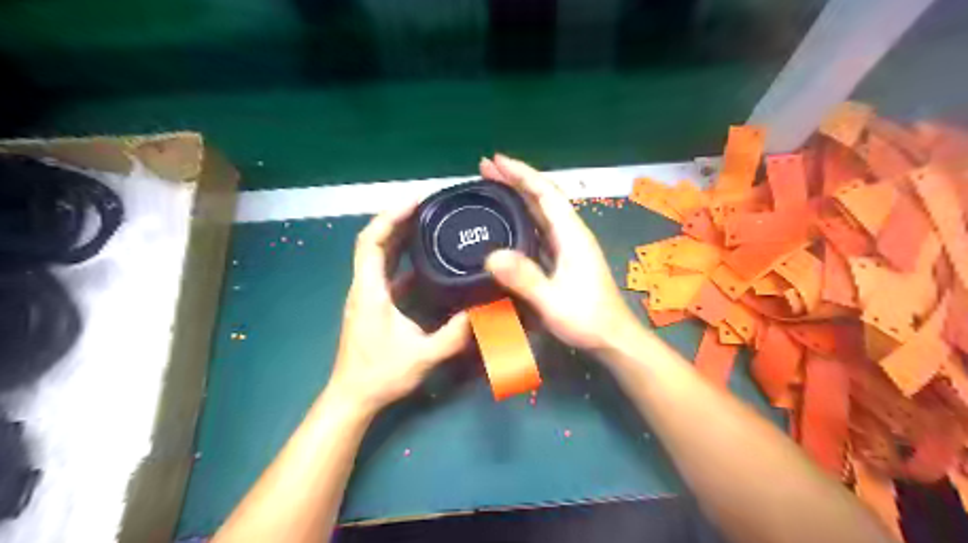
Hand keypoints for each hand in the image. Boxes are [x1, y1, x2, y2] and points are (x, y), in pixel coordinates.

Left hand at [329, 202, 472, 412]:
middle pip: (374, 241)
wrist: (353, 397)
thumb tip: (486, 312)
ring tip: (427, 224)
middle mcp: (363, 286)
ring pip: (377, 255)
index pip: (371, 241)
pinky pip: (385, 271)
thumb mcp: (423, 356)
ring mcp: (366, 295)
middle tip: (428, 207)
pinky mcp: (372, 304)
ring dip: (399, 236)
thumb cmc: (381, 375)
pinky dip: (401, 258)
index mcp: (369, 291)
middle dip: (397, 220)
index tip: (415, 202)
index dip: (390, 217)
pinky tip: (424, 260)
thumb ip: (455, 335)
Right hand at [478, 156, 640, 354]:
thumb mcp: (553, 302)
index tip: (495, 161)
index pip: (545, 193)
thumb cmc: (587, 319)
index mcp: (571, 235)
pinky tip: (508, 222)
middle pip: (542, 197)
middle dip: (515, 179)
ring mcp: (568, 246)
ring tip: (492, 187)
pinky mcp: (564, 258)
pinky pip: (540, 228)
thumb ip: (525, 279)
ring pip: (541, 211)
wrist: (612, 338)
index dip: (521, 174)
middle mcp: (571, 234)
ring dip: (518, 196)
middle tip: (485, 169)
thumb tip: (491, 255)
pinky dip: (523, 217)